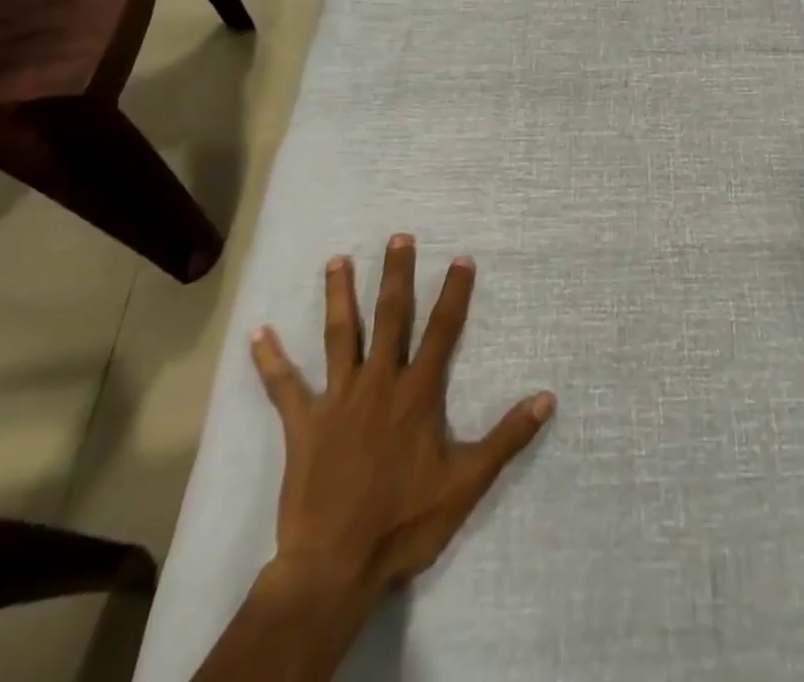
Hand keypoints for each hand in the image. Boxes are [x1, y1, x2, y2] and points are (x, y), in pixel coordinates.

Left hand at [249, 235, 553, 614]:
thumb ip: (506, 438)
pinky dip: (270, 360)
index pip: (442, 331)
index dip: (454, 293)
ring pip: (339, 336)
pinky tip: (256, 333)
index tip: (461, 258)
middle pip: (390, 318)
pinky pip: (283, 387)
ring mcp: (337, 400)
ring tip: (336, 260)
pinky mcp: (303, 424)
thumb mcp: (467, 483)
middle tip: (398, 237)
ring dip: (338, 296)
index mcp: (417, 393)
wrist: (335, 567)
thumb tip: (547, 398)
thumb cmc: (405, 522)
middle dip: (396, 276)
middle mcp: (378, 383)